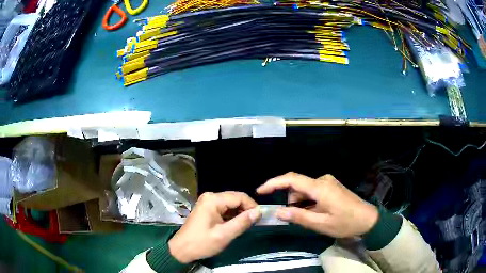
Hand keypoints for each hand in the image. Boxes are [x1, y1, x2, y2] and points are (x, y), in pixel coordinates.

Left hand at [168, 191, 261, 262]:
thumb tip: (258, 212)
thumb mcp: (224, 235)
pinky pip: (224, 208)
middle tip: (253, 223)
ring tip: (245, 225)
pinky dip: (232, 216)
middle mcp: (210, 196)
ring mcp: (207, 202)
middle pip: (235, 198)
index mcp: (213, 200)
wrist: (182, 249)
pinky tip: (234, 225)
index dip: (252, 206)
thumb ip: (242, 222)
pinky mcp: (207, 209)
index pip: (240, 197)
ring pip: (230, 204)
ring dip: (239, 213)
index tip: (259, 219)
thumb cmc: (202, 243)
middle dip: (246, 210)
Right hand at [257, 172, 378, 237]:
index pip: (291, 179)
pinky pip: (313, 192)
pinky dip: (309, 202)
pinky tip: (317, 213)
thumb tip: (278, 212)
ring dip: (302, 204)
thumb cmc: (345, 223)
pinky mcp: (331, 187)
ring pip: (305, 191)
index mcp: (319, 188)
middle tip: (296, 219)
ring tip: (312, 219)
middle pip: (298, 187)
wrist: (368, 219)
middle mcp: (323, 180)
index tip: (260, 191)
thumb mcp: (321, 224)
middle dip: (292, 202)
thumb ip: (299, 217)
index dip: (273, 183)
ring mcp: (328, 182)